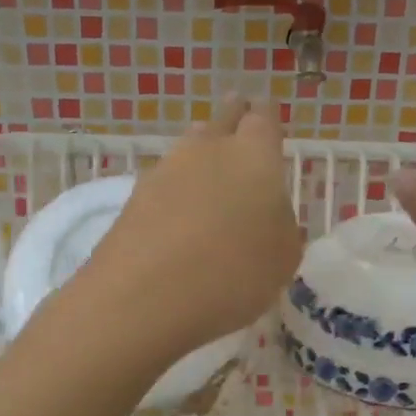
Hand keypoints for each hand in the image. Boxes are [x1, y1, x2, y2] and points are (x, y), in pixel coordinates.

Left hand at [83, 98, 302, 360]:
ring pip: (189, 148)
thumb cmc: (232, 275)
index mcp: (255, 155)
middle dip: (233, 120)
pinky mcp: (132, 197)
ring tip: (210, 176)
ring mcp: (164, 170)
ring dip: (200, 156)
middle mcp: (208, 150)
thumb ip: (280, 225)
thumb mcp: (282, 259)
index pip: (264, 118)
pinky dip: (175, 192)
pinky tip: (179, 216)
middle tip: (238, 128)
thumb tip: (268, 213)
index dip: (268, 120)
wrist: (143, 297)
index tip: (269, 123)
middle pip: (222, 120)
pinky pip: (164, 183)